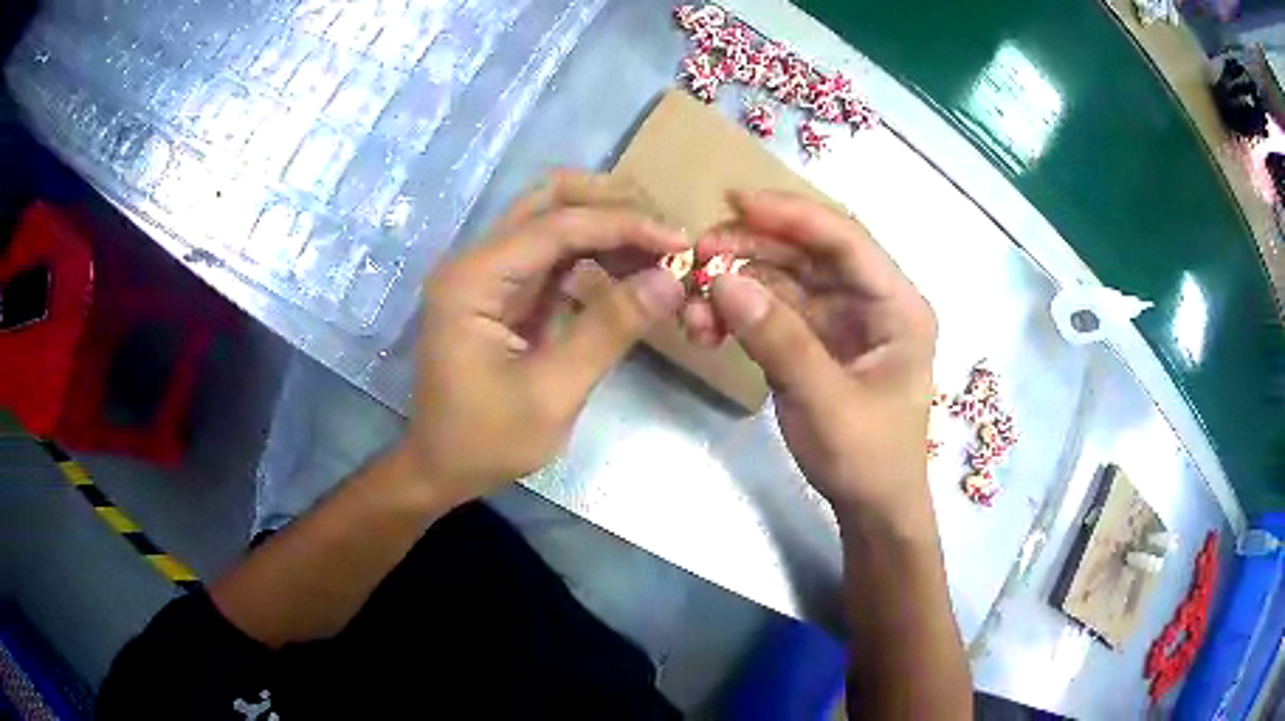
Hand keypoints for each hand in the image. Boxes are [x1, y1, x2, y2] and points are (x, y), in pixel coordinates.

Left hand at [399, 172, 688, 505]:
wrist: (441, 467)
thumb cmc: (486, 441)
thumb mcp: (552, 393)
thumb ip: (609, 330)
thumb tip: (671, 280)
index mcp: (473, 279)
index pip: (556, 225)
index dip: (622, 226)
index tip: (679, 243)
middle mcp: (476, 262)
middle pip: (548, 200)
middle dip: (611, 206)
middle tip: (664, 232)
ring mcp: (488, 274)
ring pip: (554, 221)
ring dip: (607, 228)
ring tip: (658, 253)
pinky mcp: (503, 292)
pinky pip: (554, 256)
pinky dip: (595, 257)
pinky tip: (630, 272)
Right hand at [692, 191, 938, 533]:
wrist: (871, 509)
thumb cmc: (867, 458)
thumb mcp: (824, 402)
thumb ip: (777, 340)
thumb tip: (721, 280)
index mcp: (898, 306)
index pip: (846, 240)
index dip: (792, 215)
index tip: (735, 202)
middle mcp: (871, 302)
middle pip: (810, 254)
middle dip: (753, 249)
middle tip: (698, 253)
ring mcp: (842, 321)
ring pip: (785, 281)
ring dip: (738, 284)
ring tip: (693, 299)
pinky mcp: (817, 342)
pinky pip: (774, 312)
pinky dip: (740, 314)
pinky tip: (707, 325)